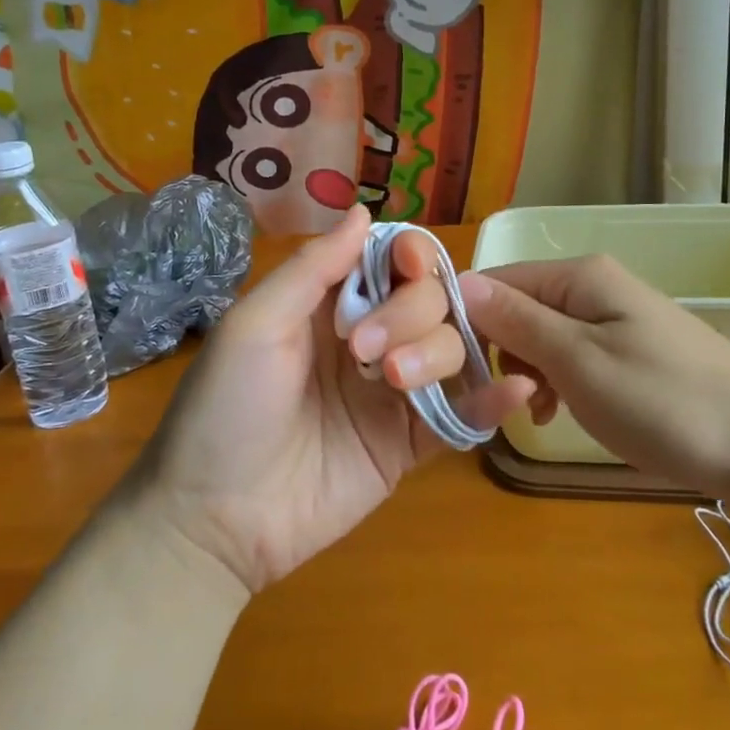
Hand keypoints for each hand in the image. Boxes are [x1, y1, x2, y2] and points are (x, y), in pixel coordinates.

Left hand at [131, 207, 533, 592]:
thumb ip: (314, 268)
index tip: (411, 266)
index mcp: (332, 304)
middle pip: (429, 300)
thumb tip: (366, 212)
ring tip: (395, 384)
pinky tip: (516, 390)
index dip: (411, 256)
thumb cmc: (225, 407)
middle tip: (365, 350)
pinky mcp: (410, 443)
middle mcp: (370, 339)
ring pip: (450, 347)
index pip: (393, 263)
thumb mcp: (256, 324)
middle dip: (410, 313)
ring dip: (436, 354)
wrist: (213, 518)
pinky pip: (462, 413)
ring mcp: (394, 393)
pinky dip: (493, 400)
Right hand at [456, 255, 729, 498]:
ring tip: (538, 414)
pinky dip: (557, 382)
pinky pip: (572, 355)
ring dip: (528, 372)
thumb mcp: (579, 363)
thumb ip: (517, 321)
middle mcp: (595, 285)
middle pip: (517, 306)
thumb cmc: (665, 403)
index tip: (452, 371)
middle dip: (501, 351)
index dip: (466, 320)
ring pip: (542, 335)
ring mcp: (616, 317)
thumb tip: (459, 281)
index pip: (496, 280)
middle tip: (509, 401)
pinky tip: (561, 413)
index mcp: (580, 276)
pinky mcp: (630, 349)